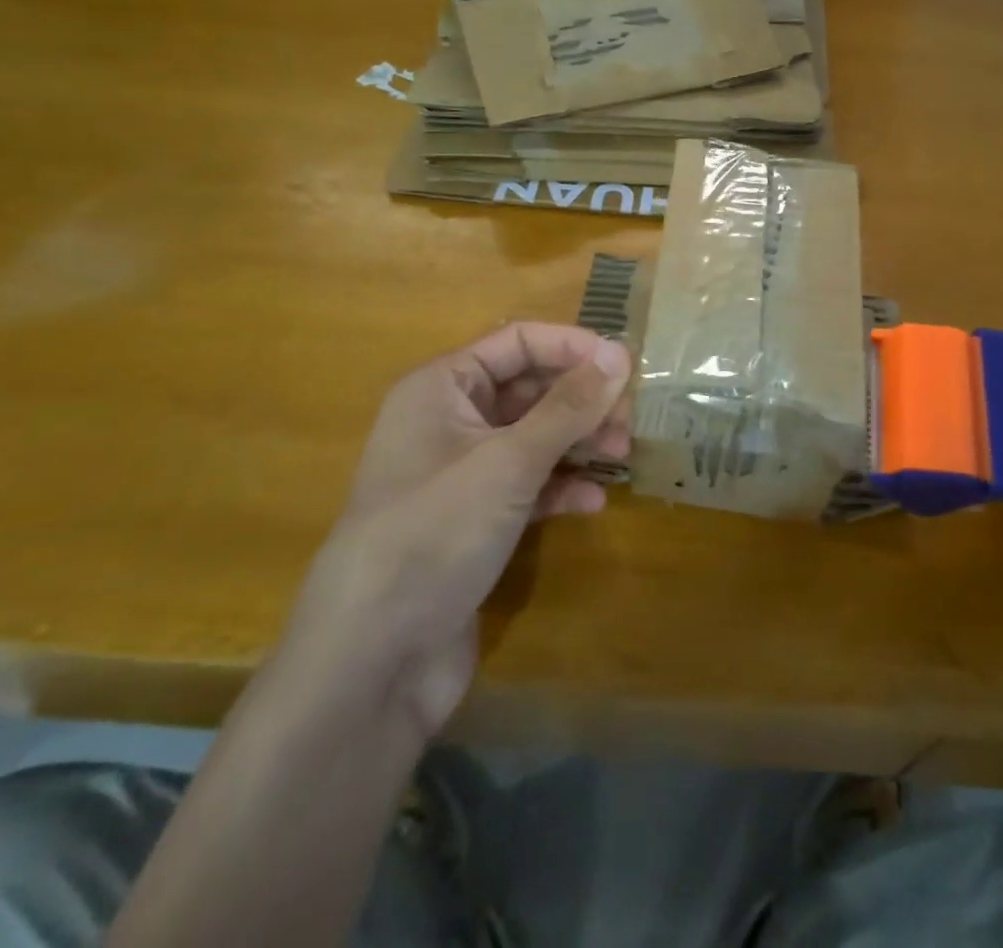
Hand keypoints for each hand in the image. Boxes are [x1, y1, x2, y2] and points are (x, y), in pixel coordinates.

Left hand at [279, 323, 630, 736]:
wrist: (372, 659)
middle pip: (529, 390)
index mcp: (442, 388)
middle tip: (629, 420)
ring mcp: (460, 475)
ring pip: (532, 438)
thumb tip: (620, 353)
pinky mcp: (472, 522)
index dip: (572, 347)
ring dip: (578, 442)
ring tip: (622, 455)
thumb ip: (568, 406)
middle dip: (581, 400)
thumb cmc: (436, 532)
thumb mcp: (509, 461)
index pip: (517, 342)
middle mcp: (448, 422)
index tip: (626, 365)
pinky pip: (526, 486)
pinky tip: (593, 502)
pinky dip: (560, 487)